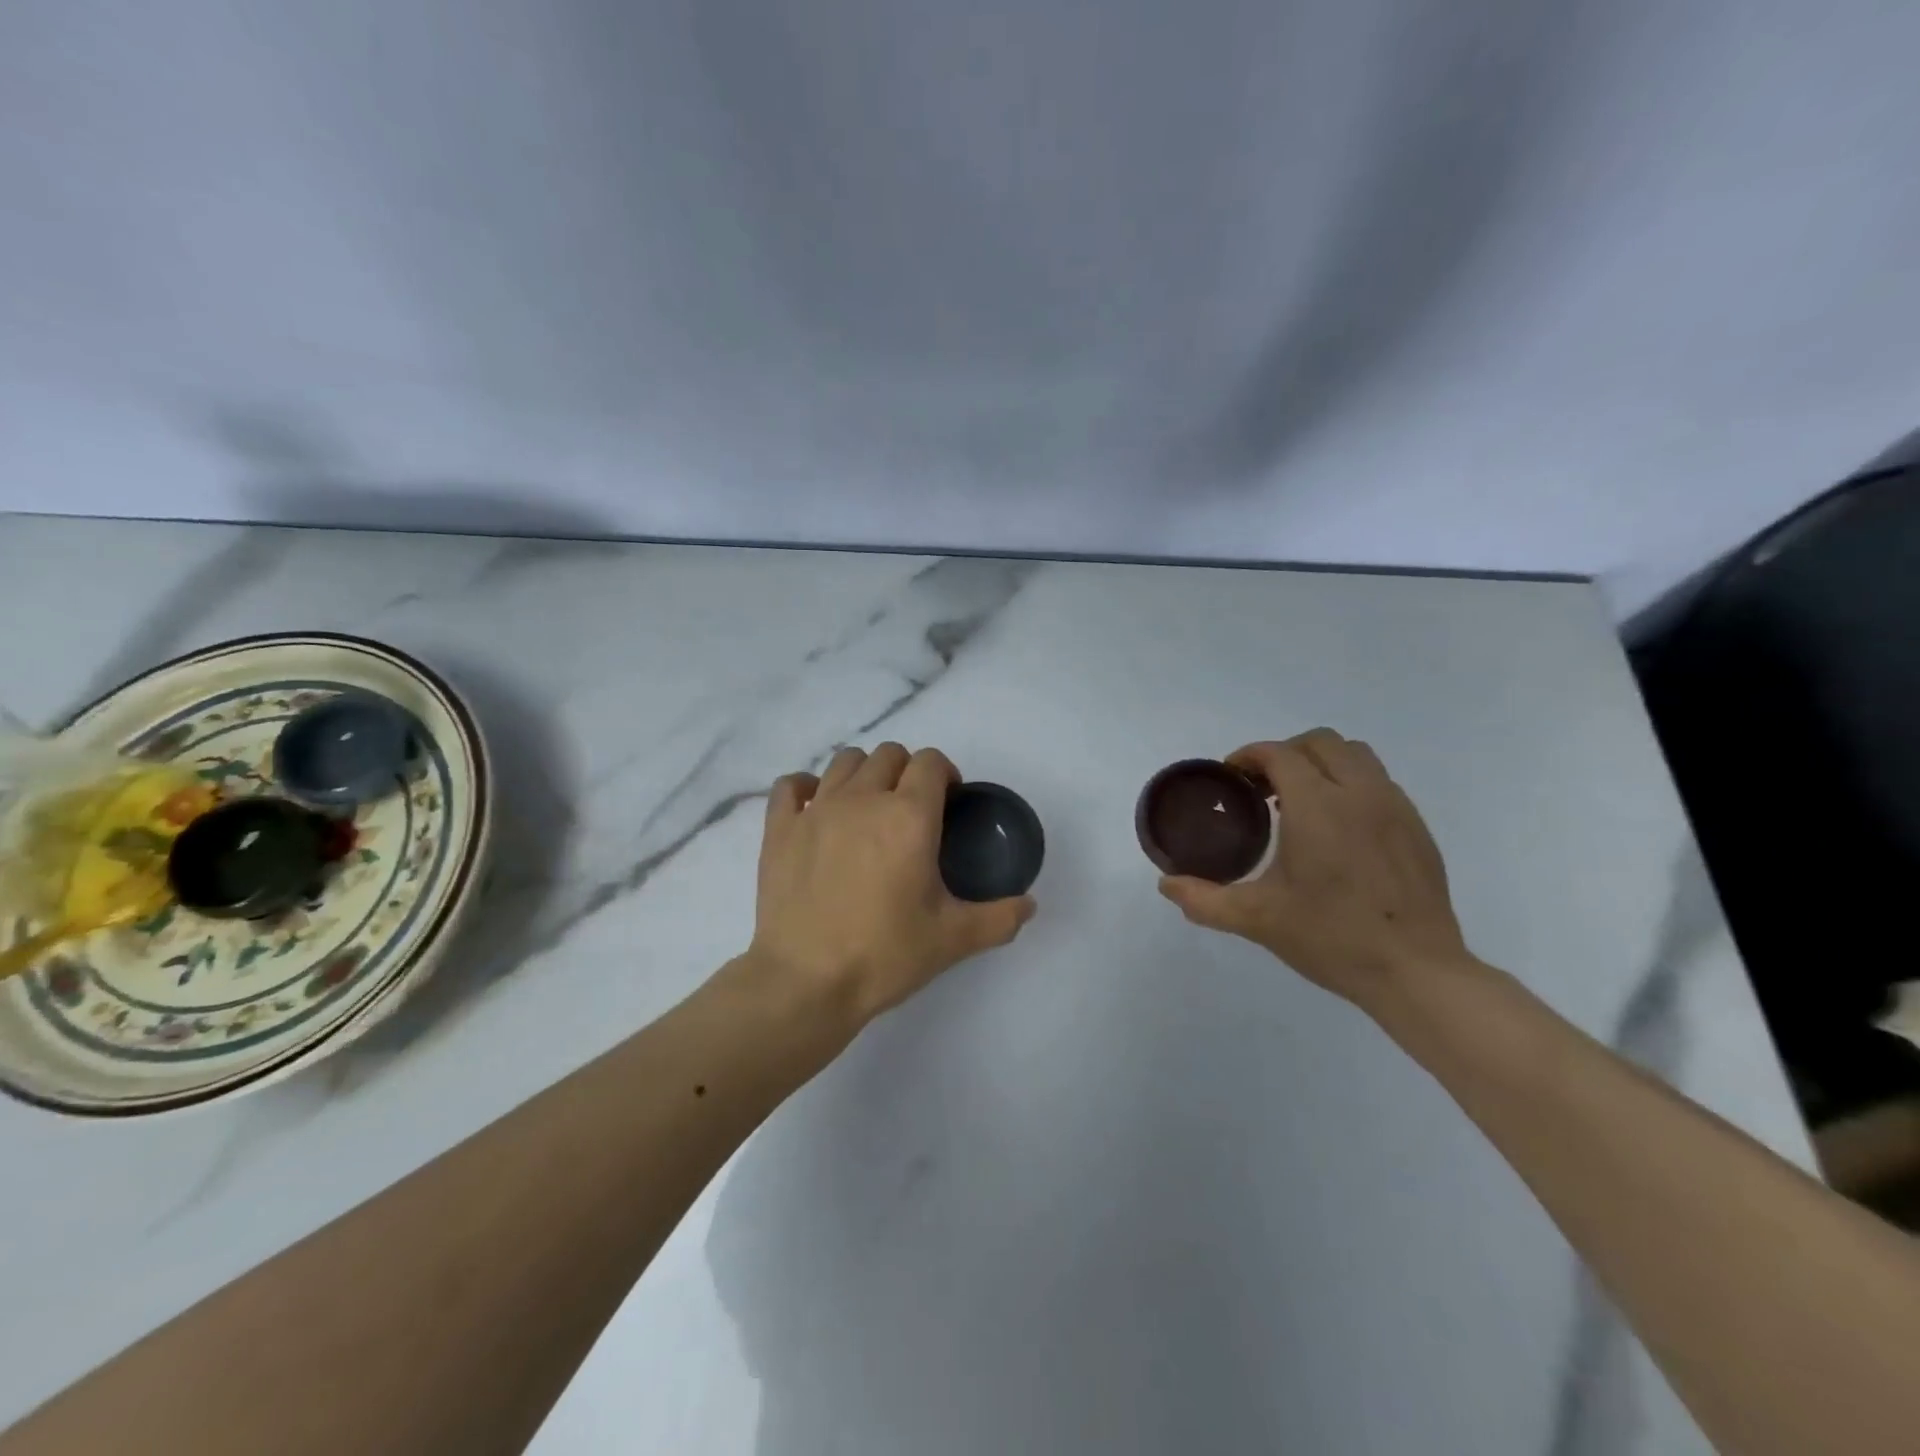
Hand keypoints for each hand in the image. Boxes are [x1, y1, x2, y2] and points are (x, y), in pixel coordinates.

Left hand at [747, 743, 1035, 1025]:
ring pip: (844, 761)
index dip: (944, 774)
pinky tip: (816, 809)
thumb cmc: (885, 954)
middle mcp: (863, 799)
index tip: (948, 802)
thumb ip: (999, 918)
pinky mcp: (780, 828)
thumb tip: (1029, 905)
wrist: (806, 982)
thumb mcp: (953, 939)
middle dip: (907, 771)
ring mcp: (816, 810)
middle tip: (911, 811)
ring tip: (868, 807)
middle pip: (889, 754)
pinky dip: (807, 788)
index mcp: (909, 816)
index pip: (931, 761)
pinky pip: (791, 785)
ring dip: (864, 774)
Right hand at [1157, 729, 1470, 1004]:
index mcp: (1317, 806)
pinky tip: (1339, 828)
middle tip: (1262, 788)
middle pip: (1319, 742)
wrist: (1416, 971)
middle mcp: (1359, 793)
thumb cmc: (1331, 938)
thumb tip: (1166, 885)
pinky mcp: (1417, 828)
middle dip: (1285, 753)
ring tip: (1301, 800)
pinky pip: (1380, 782)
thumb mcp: (1257, 919)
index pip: (1279, 753)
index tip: (1231, 778)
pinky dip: (1351, 785)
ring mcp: (1395, 807)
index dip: (1248, 756)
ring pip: (1356, 755)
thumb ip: (1204, 898)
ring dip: (1322, 763)